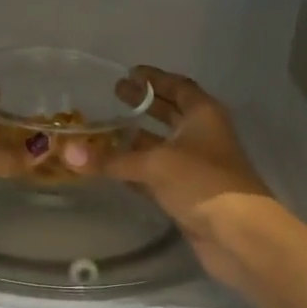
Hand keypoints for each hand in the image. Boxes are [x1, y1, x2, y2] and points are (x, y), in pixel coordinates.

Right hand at [84, 66, 277, 291]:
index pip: (178, 86)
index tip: (129, 73)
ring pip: (161, 146)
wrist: (238, 235)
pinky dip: (136, 169)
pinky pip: (157, 174)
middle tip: (112, 95)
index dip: (154, 79)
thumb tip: (68, 153)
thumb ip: (112, 159)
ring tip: (103, 132)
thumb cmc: (202, 183)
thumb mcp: (154, 164)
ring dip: (136, 140)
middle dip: (143, 105)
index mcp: (203, 115)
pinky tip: (112, 168)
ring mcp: (196, 166)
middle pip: (170, 114)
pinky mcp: (188, 193)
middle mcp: (201, 135)